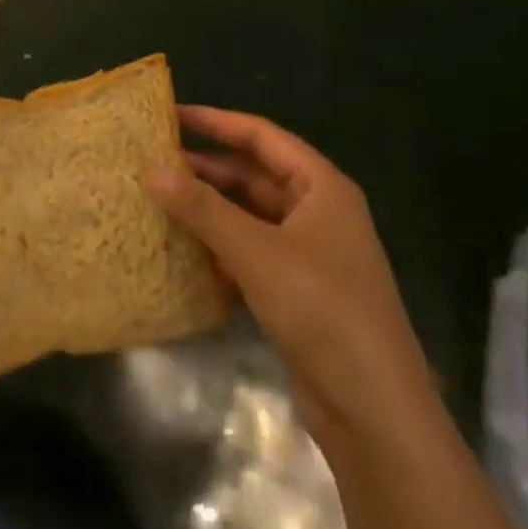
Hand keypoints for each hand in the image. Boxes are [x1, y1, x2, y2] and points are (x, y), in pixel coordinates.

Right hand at [146, 106, 434, 441]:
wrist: (375, 413)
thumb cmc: (322, 310)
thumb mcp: (256, 252)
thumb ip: (203, 209)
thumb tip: (152, 171)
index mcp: (322, 187)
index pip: (262, 137)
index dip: (217, 122)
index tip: (172, 114)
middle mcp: (318, 212)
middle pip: (255, 175)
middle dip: (208, 169)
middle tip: (156, 161)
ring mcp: (310, 254)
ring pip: (251, 216)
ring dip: (211, 211)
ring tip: (161, 202)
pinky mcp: (299, 291)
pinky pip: (252, 253)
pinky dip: (222, 248)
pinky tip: (186, 253)